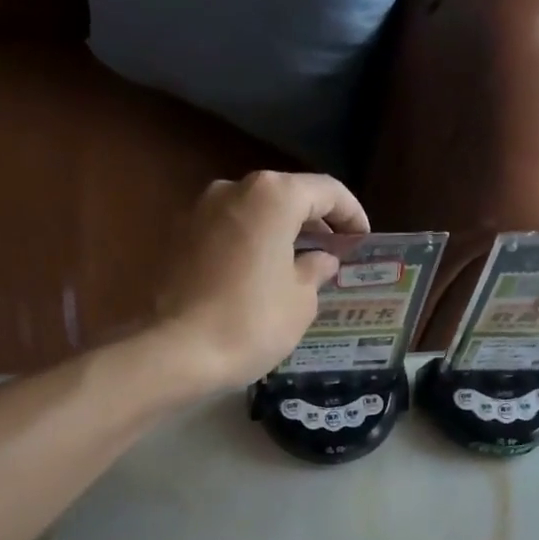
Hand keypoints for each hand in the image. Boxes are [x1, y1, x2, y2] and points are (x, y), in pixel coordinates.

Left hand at [152, 171, 366, 390]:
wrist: (176, 350)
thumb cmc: (251, 322)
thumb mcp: (300, 301)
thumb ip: (315, 270)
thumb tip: (320, 260)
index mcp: (272, 196)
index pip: (325, 191)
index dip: (351, 214)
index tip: (362, 239)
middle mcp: (233, 189)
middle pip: (285, 196)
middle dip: (313, 222)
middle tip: (334, 251)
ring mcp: (199, 210)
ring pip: (253, 213)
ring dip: (279, 233)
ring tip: (298, 265)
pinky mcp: (178, 237)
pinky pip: (227, 232)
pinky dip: (250, 245)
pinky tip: (260, 275)